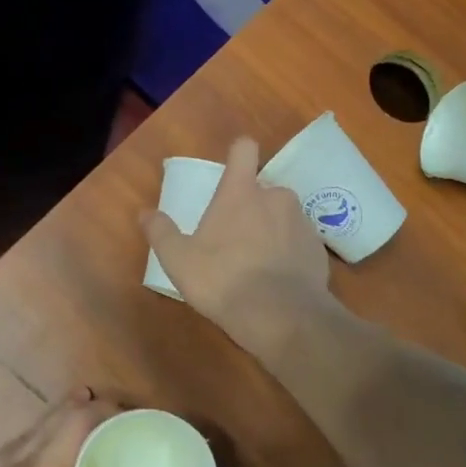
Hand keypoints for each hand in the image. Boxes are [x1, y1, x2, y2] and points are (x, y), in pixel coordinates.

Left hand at [0, 390, 147, 466]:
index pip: (75, 424)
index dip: (101, 410)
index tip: (126, 414)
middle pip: (47, 422)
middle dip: (77, 409)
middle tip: (107, 411)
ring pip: (23, 436)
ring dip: (51, 424)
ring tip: (74, 424)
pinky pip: (7, 456)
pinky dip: (30, 445)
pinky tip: (37, 461)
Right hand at [142, 136, 335, 359]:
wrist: (282, 316)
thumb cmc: (223, 279)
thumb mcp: (179, 260)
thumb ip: (161, 232)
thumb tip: (145, 213)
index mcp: (241, 192)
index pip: (244, 149)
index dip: (238, 153)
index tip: (232, 168)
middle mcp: (276, 197)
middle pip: (263, 189)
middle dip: (251, 207)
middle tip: (235, 238)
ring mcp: (302, 222)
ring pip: (283, 216)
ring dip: (272, 230)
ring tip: (258, 263)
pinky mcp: (319, 250)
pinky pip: (300, 243)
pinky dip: (290, 254)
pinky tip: (278, 281)